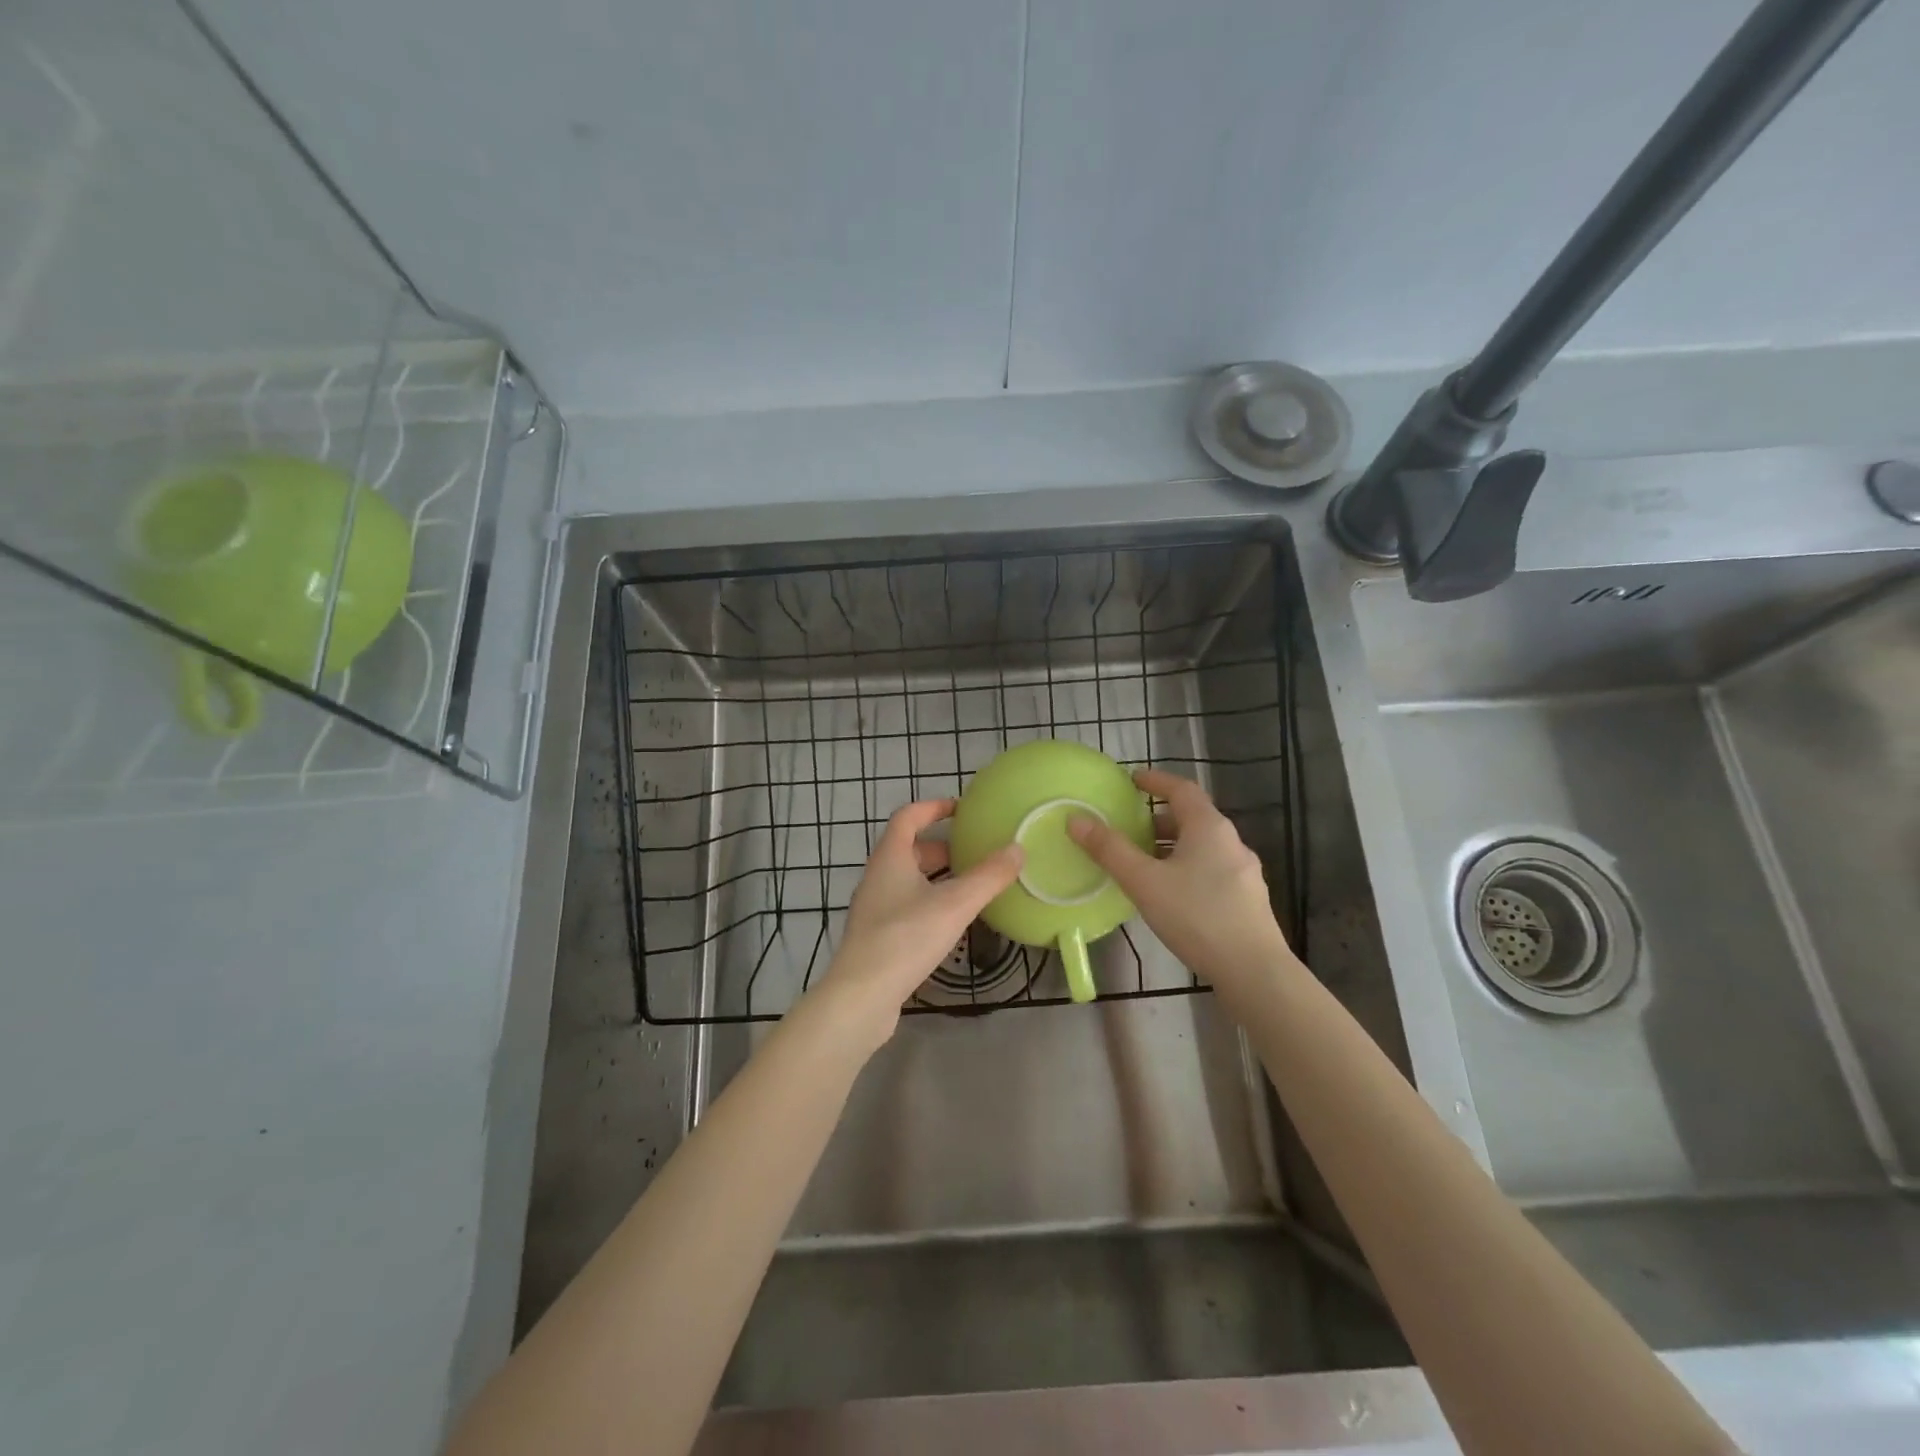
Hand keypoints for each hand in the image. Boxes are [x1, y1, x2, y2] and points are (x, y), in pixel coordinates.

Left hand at [813, 800, 1022, 1046]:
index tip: (962, 809)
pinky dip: (929, 902)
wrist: (861, 997)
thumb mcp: (955, 904)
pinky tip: (950, 922)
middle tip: (974, 853)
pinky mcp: (876, 936)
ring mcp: (873, 908)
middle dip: (941, 847)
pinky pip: (905, 905)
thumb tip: (1018, 848)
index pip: (908, 816)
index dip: (934, 807)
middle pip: (908, 849)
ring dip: (936, 877)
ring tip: (969, 886)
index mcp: (890, 858)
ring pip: (907, 880)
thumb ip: (988, 876)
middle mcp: (877, 877)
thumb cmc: (905, 939)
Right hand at [1068, 768, 1294, 993]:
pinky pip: (1210, 871)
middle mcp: (1231, 842)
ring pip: (1202, 847)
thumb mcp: (1144, 881)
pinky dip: (1186, 869)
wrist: (1254, 971)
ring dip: (1171, 848)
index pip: (1181, 789)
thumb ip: (1109, 850)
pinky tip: (1170, 896)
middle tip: (1129, 829)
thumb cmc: (1197, 916)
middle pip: (1192, 818)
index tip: (1132, 780)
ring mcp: (1244, 873)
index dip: (1156, 781)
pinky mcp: (1246, 900)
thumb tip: (1076, 819)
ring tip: (1143, 864)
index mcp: (1209, 827)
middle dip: (1158, 820)